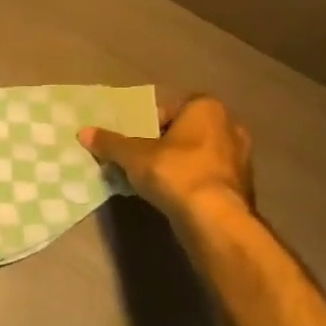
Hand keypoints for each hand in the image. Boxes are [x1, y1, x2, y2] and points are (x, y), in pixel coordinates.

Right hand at [79, 95, 253, 231]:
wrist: (215, 218)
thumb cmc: (176, 172)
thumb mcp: (132, 155)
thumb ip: (110, 142)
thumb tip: (83, 132)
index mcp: (208, 109)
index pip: (172, 107)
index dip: (149, 122)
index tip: (135, 140)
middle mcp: (230, 127)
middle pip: (186, 131)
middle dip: (164, 143)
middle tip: (141, 158)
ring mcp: (241, 158)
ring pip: (199, 154)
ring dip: (179, 163)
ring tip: (154, 179)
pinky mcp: (242, 186)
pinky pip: (208, 176)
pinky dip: (191, 181)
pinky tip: (173, 195)